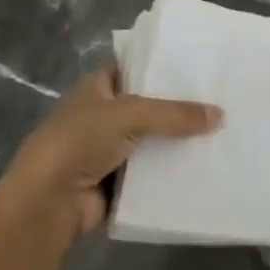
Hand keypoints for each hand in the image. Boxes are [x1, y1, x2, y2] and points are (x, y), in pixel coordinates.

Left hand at [0, 68, 223, 239]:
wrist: (48, 202)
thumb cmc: (80, 141)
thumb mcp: (130, 115)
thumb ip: (175, 114)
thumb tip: (220, 115)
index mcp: (97, 87)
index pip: (135, 68)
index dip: (163, 67)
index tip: (200, 68)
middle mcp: (103, 115)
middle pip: (149, 106)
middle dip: (179, 108)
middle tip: (221, 101)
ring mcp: (109, 150)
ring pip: (153, 140)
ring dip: (178, 142)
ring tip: (222, 133)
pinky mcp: (117, 182)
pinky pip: (152, 172)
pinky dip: (171, 171)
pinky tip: (204, 167)